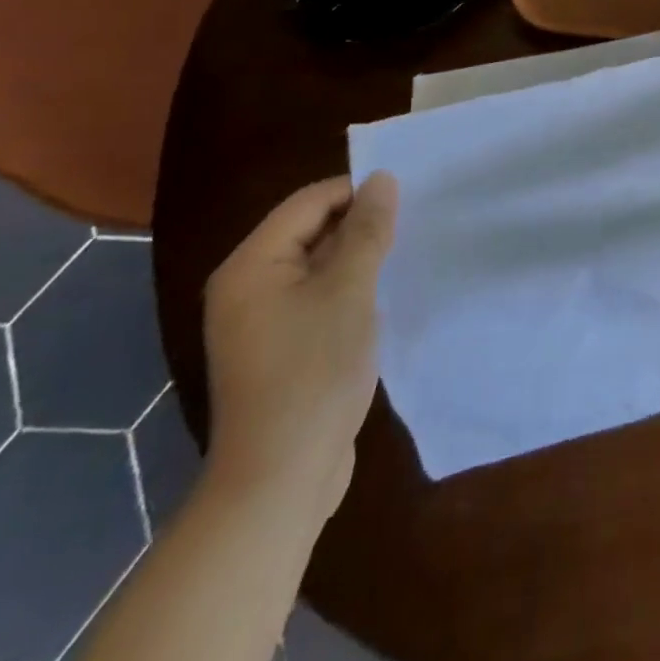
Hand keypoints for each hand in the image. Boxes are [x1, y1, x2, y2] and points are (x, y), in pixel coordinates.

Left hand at [201, 172, 396, 522]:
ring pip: (318, 265)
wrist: (281, 481)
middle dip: (360, 225)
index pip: (308, 202)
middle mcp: (247, 286)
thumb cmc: (313, 373)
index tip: (407, 197)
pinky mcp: (280, 348)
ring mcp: (261, 321)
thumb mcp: (349, 291)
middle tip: (411, 225)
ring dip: (358, 258)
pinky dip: (349, 289)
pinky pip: (317, 297)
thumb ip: (367, 231)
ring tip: (404, 255)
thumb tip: (381, 179)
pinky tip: (383, 296)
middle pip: (310, 230)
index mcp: (251, 266)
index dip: (357, 192)